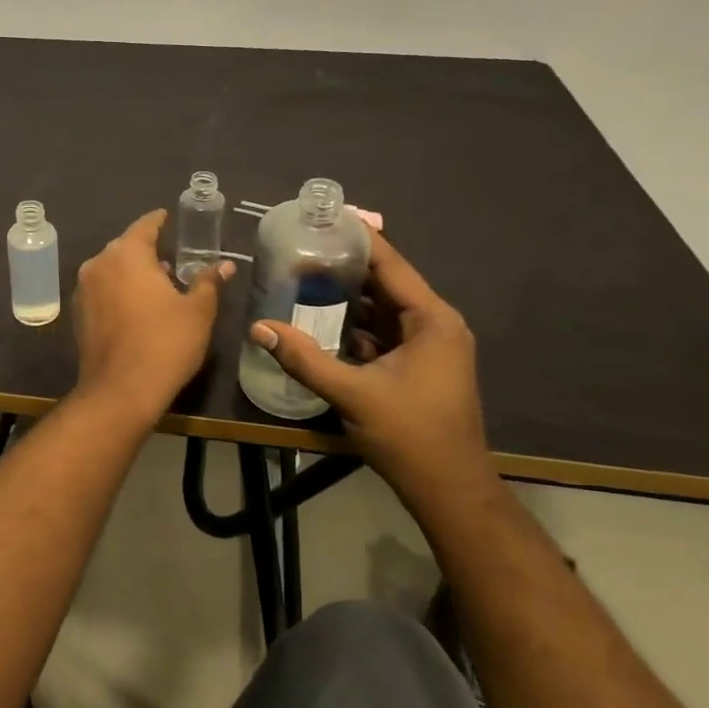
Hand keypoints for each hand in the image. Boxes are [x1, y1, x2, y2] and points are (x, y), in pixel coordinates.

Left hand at [73, 209, 233, 423]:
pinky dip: (119, 290)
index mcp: (127, 254)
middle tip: (170, 255)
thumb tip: (224, 265)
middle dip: (146, 249)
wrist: (120, 391)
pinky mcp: (79, 313)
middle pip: (125, 247)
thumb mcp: (197, 312)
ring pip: (111, 269)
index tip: (168, 217)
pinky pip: (102, 290)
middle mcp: (99, 264)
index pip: (145, 226)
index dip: (159, 220)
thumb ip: (208, 282)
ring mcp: (84, 289)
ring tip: (158, 283)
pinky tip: (137, 306)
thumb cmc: (165, 344)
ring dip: (132, 272)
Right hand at [249, 232, 490, 497]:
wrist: (450, 491)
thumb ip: (304, 358)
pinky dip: (356, 324)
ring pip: (383, 308)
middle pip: (386, 282)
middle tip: (301, 248)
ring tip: (304, 276)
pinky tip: (321, 319)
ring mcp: (430, 346)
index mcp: (431, 320)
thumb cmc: (410, 436)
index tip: (325, 217)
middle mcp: (435, 324)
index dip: (358, 239)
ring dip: (348, 296)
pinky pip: (384, 332)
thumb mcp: (352, 395)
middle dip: (345, 266)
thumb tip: (258, 327)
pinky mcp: (420, 365)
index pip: (391, 264)